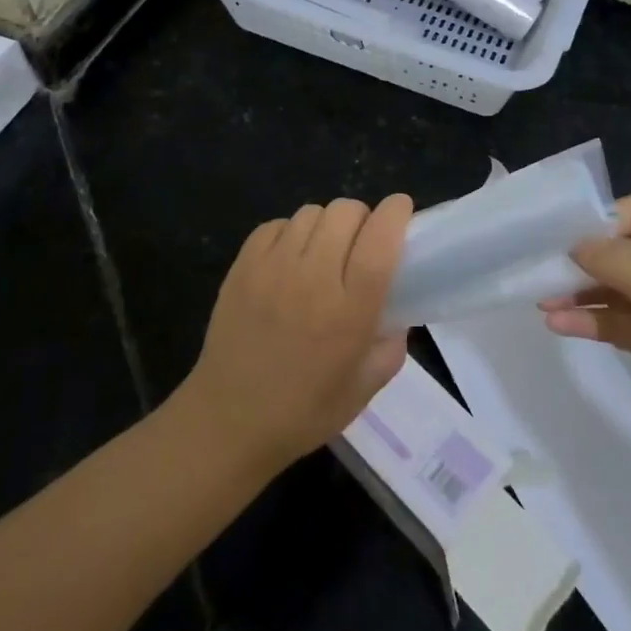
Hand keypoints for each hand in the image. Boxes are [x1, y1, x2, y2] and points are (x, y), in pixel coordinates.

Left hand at [179, 196, 412, 473]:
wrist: (228, 421)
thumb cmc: (303, 411)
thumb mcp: (364, 389)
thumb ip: (391, 346)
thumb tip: (397, 313)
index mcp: (350, 311)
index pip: (380, 239)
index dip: (395, 213)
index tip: (401, 209)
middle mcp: (314, 279)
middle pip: (346, 212)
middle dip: (362, 218)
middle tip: (359, 243)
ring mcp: (274, 267)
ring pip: (311, 212)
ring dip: (326, 225)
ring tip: (321, 252)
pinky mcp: (243, 265)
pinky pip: (276, 224)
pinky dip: (290, 233)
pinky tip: (288, 259)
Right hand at [541, 195, 630, 473]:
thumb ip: (613, 259)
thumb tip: (576, 246)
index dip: (602, 221)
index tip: (566, 240)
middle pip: (621, 248)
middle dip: (582, 259)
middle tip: (543, 269)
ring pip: (614, 287)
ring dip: (579, 291)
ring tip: (542, 300)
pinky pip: (617, 320)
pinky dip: (589, 320)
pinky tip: (557, 324)